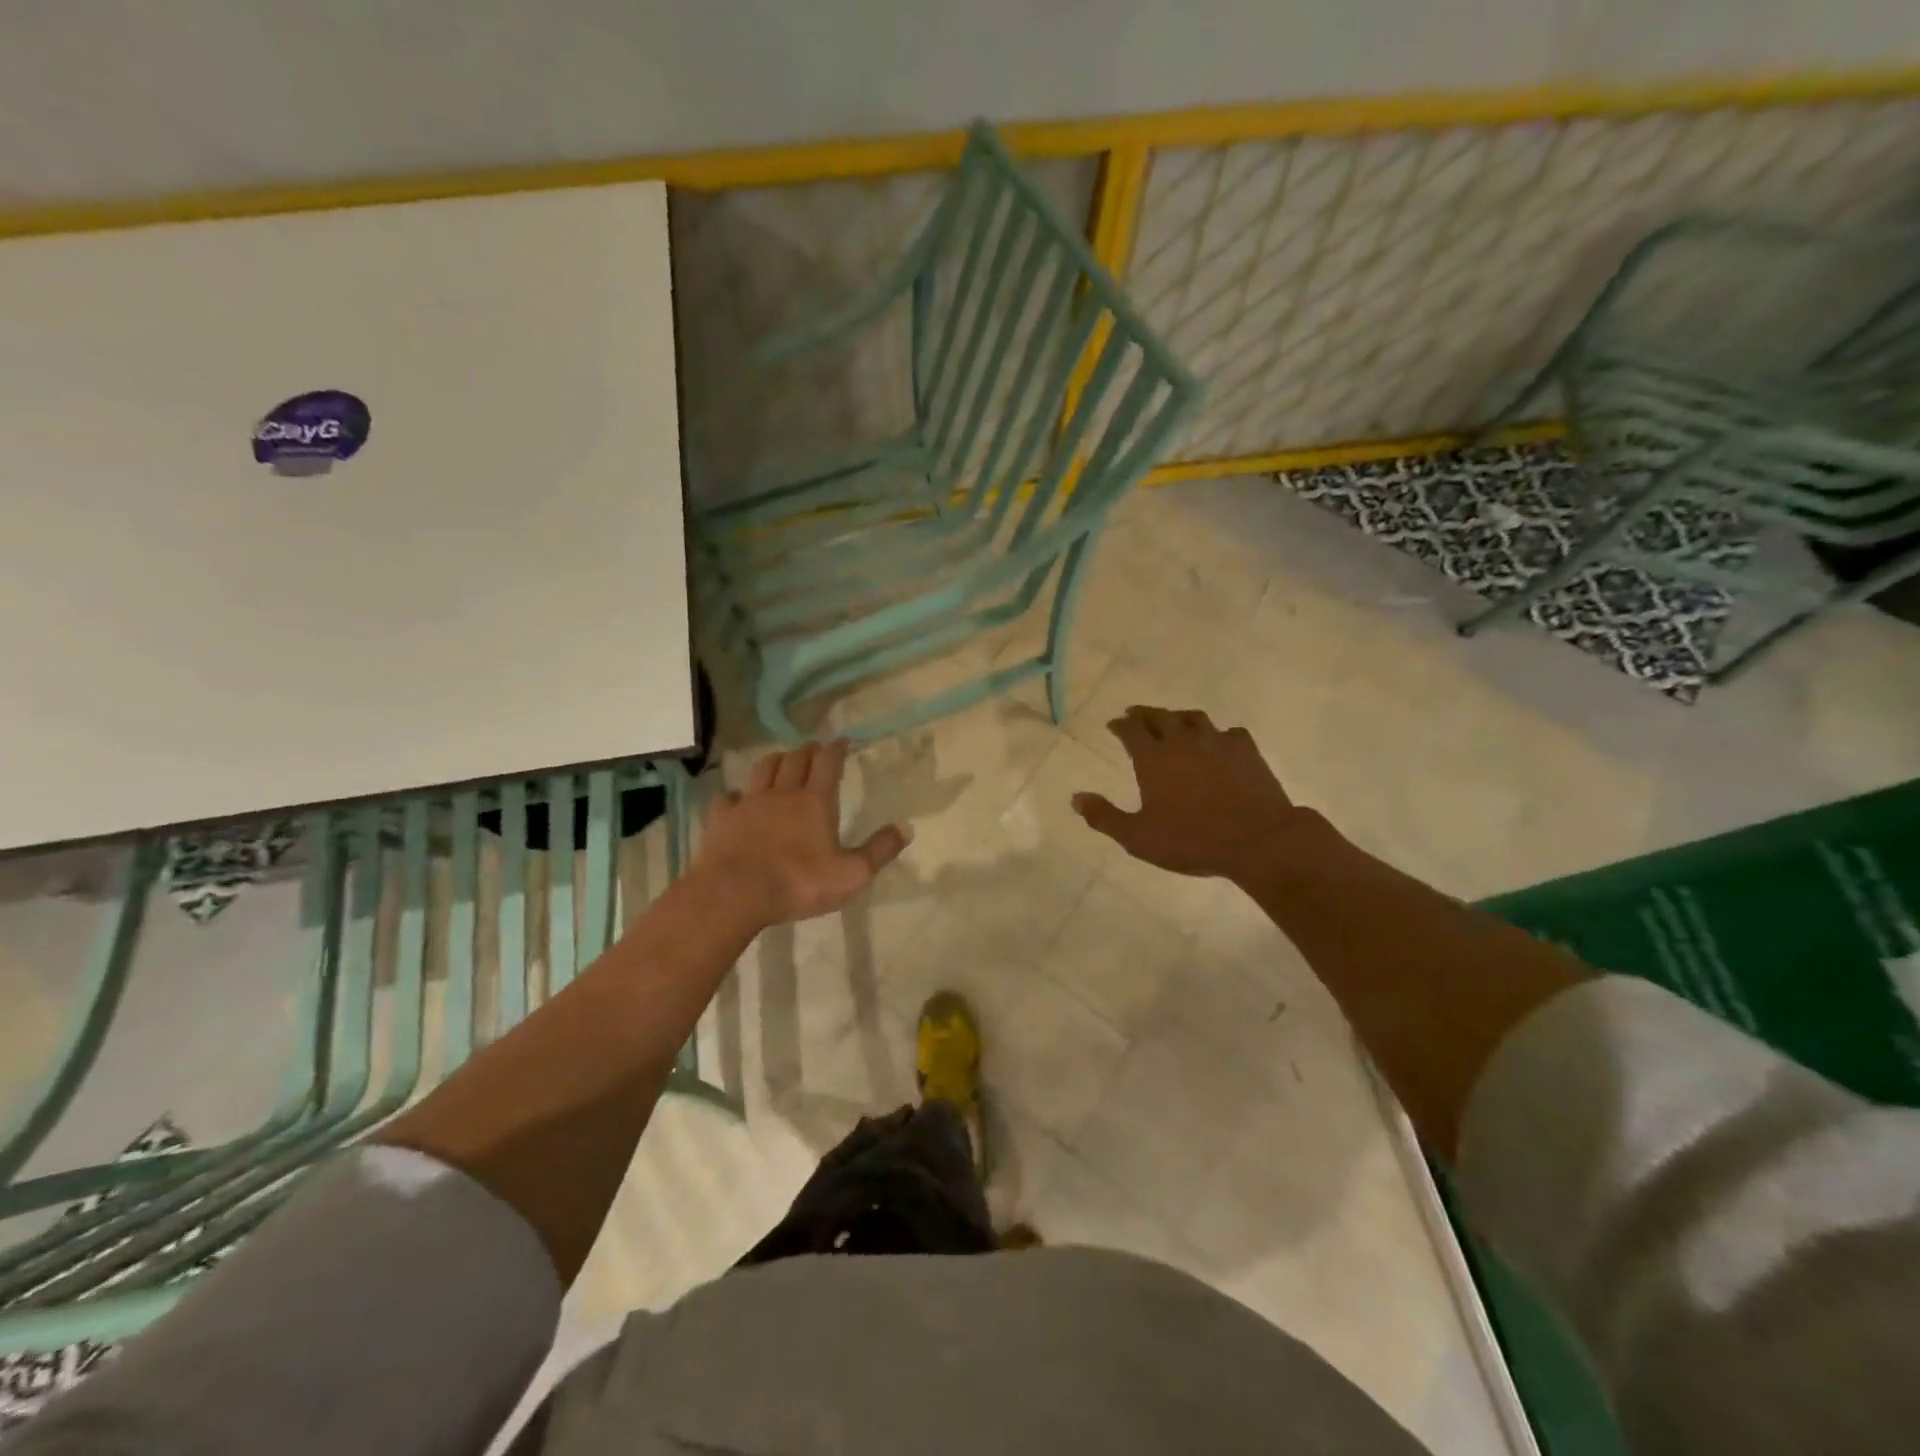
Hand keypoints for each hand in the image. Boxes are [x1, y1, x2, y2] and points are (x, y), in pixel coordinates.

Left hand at [694, 739, 910, 927]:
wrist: (734, 893)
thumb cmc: (799, 883)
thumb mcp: (851, 874)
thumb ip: (880, 850)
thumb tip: (907, 826)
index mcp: (815, 802)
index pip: (828, 763)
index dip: (836, 749)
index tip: (842, 739)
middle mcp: (782, 793)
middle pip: (795, 760)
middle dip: (807, 751)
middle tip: (814, 748)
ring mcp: (749, 803)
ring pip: (763, 769)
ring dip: (775, 760)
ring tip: (781, 759)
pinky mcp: (722, 818)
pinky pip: (728, 798)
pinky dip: (735, 795)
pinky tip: (736, 799)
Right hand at [1073, 706, 1302, 881]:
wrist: (1257, 840)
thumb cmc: (1192, 840)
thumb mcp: (1138, 837)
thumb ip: (1104, 817)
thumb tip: (1076, 798)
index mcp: (1154, 758)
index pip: (1131, 730)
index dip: (1120, 725)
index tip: (1113, 724)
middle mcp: (1183, 740)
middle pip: (1160, 716)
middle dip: (1144, 714)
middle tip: (1135, 715)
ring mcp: (1217, 742)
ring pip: (1193, 718)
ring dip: (1178, 717)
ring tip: (1173, 722)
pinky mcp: (1246, 750)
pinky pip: (1228, 733)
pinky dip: (1217, 734)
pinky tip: (1218, 742)